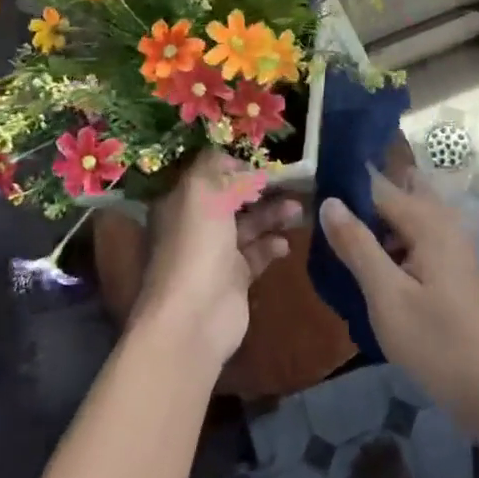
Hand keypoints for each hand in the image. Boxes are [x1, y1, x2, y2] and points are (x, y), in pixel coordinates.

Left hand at [131, 149, 300, 373]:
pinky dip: (272, 246)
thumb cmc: (196, 244)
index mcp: (180, 202)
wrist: (195, 317)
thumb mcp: (202, 191)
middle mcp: (195, 225)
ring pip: (248, 226)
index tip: (261, 160)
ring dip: (272, 215)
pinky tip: (285, 244)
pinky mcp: (234, 279)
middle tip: (291, 182)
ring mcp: (215, 254)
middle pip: (232, 199)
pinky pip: (257, 254)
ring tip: (297, 210)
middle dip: (259, 190)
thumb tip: (237, 163)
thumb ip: (218, 167)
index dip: (232, 164)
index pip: (207, 173)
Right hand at [321, 168, 478, 427]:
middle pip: (393, 198)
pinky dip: (391, 249)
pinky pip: (414, 243)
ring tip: (337, 254)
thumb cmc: (439, 344)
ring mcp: (451, 246)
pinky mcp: (453, 269)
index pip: (377, 185)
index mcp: (427, 220)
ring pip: (404, 222)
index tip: (308, 203)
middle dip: (360, 207)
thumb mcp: (388, 297)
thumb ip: (357, 246)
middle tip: (324, 232)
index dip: (343, 191)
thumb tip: (329, 201)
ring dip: (374, 231)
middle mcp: (442, 222)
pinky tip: (369, 275)